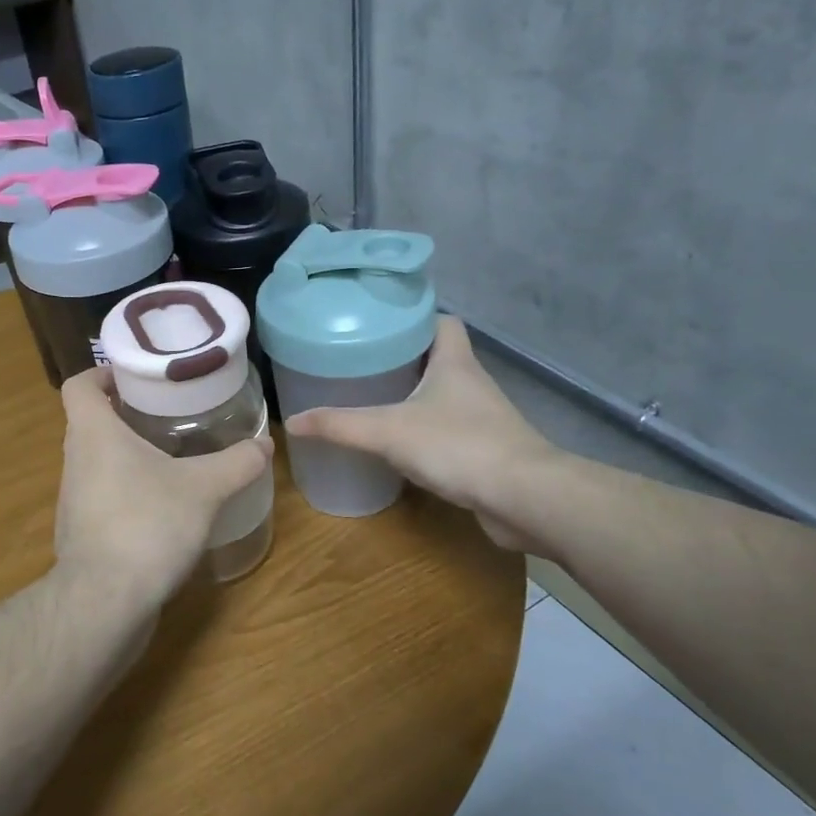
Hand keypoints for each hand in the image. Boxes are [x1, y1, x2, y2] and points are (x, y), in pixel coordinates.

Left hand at [53, 366, 272, 614]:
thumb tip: (265, 444)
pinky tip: (163, 507)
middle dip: (127, 413)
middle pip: (91, 422)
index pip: (79, 384)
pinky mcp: (82, 534)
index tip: (136, 375)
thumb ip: (236, 463)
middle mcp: (75, 460)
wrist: (105, 602)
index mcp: (94, 433)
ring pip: (98, 462)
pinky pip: (103, 497)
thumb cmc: (147, 524)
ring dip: (128, 455)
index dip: (102, 372)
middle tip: (169, 412)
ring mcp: (74, 500)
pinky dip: (128, 492)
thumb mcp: (204, 488)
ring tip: (172, 457)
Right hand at [284, 317, 565, 550]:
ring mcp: (484, 418)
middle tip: (364, 363)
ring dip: (416, 396)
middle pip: (440, 357)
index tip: (381, 325)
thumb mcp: (388, 431)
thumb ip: (339, 426)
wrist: (524, 497)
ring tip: (375, 400)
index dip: (416, 318)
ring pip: (446, 395)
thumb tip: (291, 423)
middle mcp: (473, 383)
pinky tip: (402, 444)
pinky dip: (428, 431)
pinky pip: (451, 429)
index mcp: (455, 362)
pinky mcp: (487, 450)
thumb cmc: (458, 446)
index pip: (443, 322)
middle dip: (405, 359)